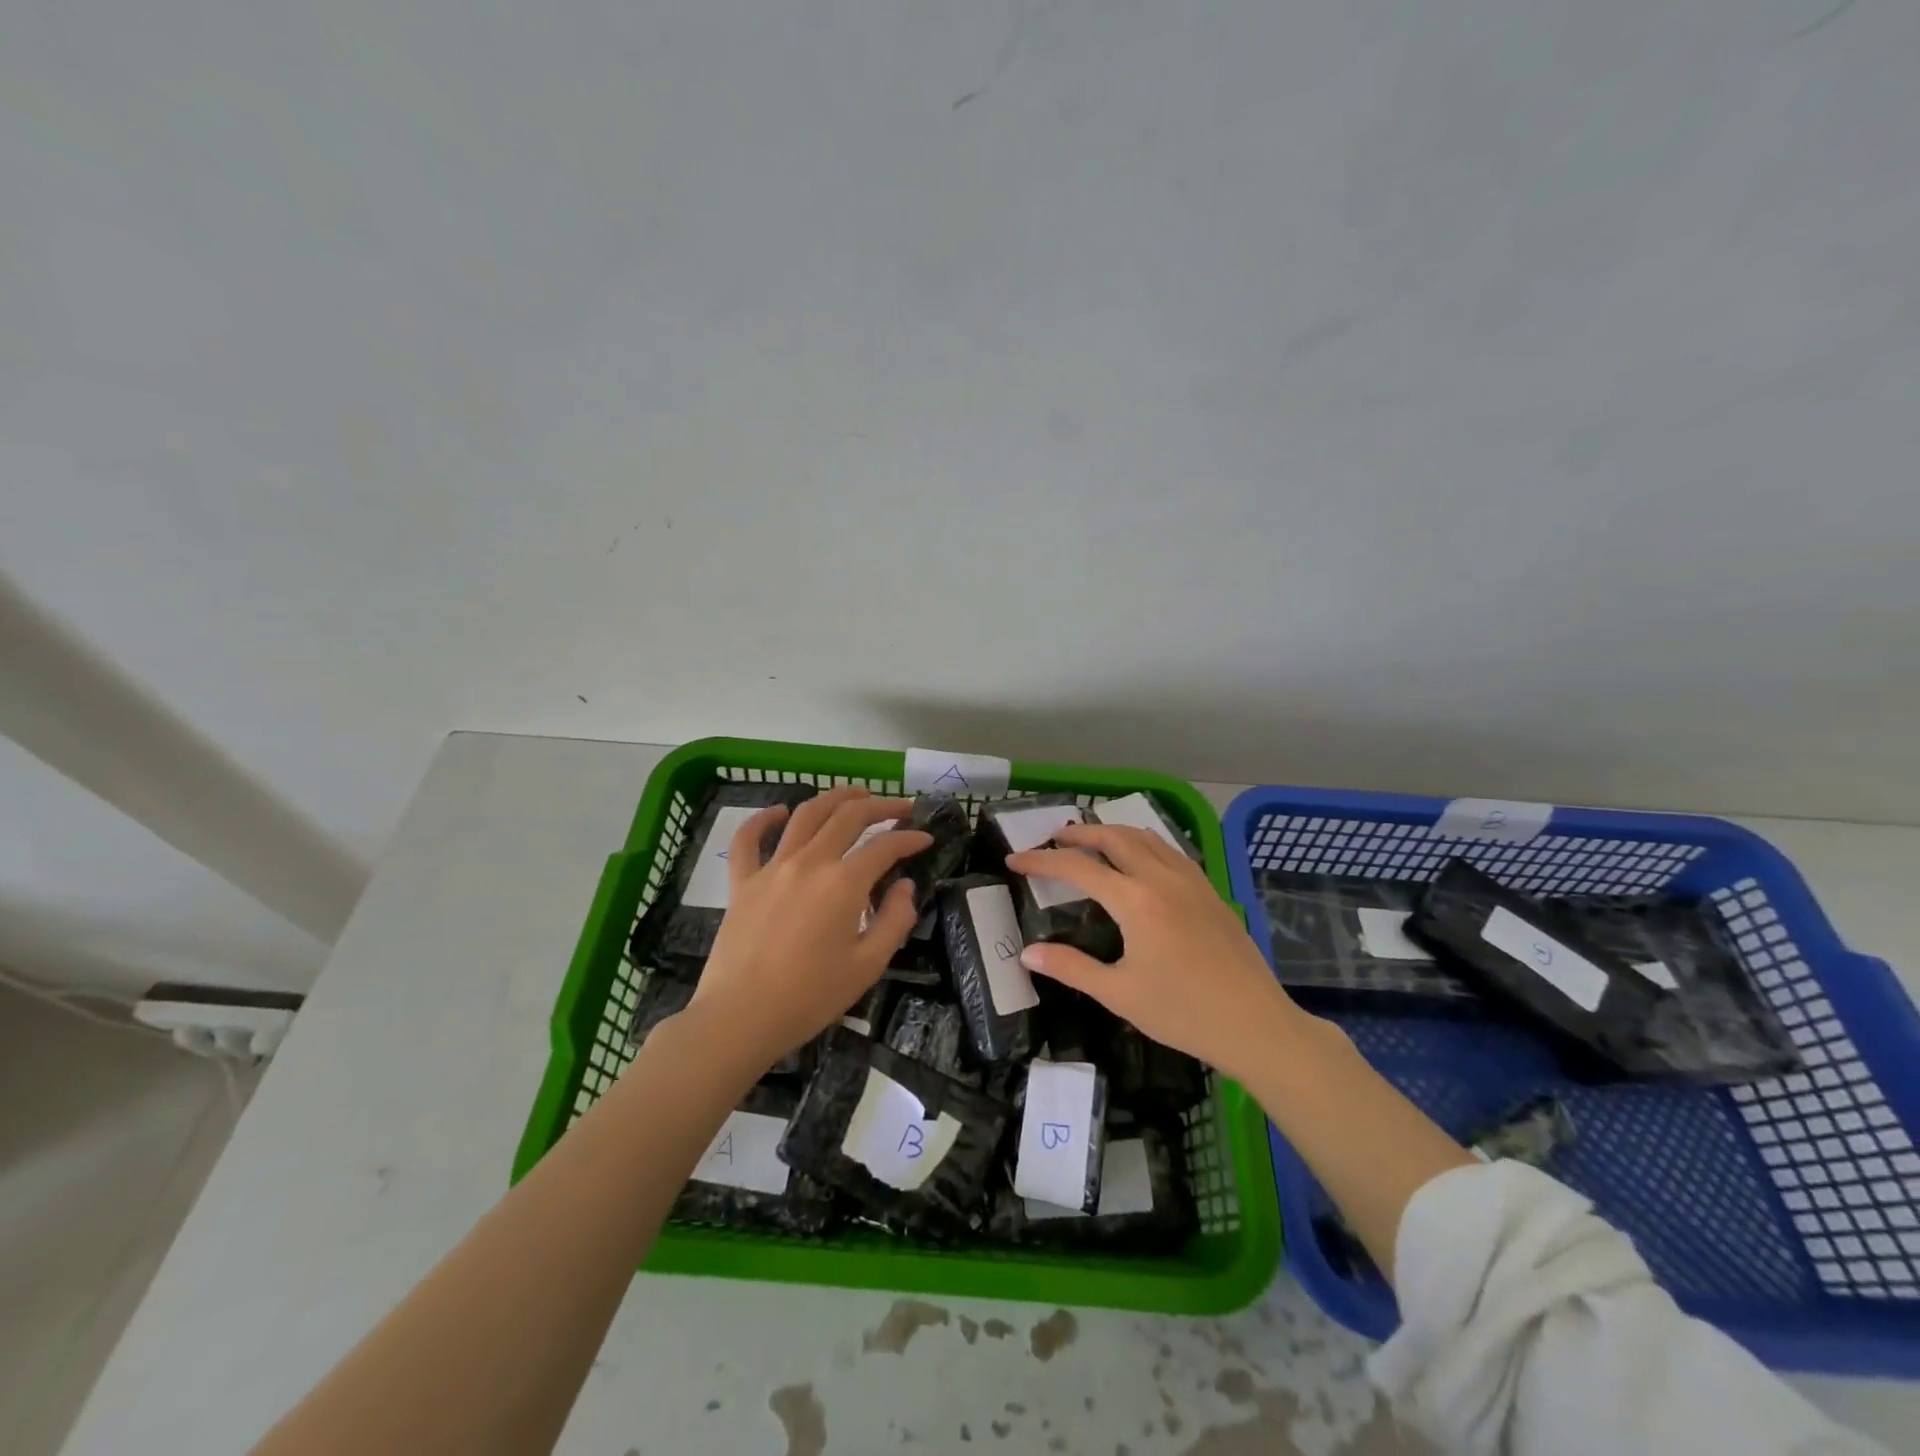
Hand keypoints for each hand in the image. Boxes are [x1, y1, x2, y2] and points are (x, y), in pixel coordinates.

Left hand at [682, 787, 930, 1075]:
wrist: (739, 1019)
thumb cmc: (809, 998)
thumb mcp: (867, 966)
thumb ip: (894, 921)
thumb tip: (905, 886)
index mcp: (844, 883)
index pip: (885, 846)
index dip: (910, 838)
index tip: (926, 838)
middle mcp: (810, 862)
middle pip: (848, 816)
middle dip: (880, 806)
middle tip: (900, 808)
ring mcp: (772, 868)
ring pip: (805, 814)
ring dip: (834, 798)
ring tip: (855, 795)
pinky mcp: (743, 882)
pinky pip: (749, 839)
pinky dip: (763, 818)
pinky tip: (779, 811)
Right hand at [1006, 823, 1315, 1081]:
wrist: (1255, 1024)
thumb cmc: (1182, 1013)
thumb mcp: (1119, 994)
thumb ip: (1071, 967)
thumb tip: (1027, 953)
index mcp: (1135, 901)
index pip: (1078, 868)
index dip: (1041, 861)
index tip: (1014, 860)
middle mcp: (1162, 878)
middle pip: (1113, 837)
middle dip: (1079, 833)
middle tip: (1053, 838)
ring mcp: (1190, 881)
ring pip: (1146, 837)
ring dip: (1113, 832)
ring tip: (1092, 839)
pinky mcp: (1209, 890)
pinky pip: (1170, 851)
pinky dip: (1143, 843)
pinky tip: (1140, 859)